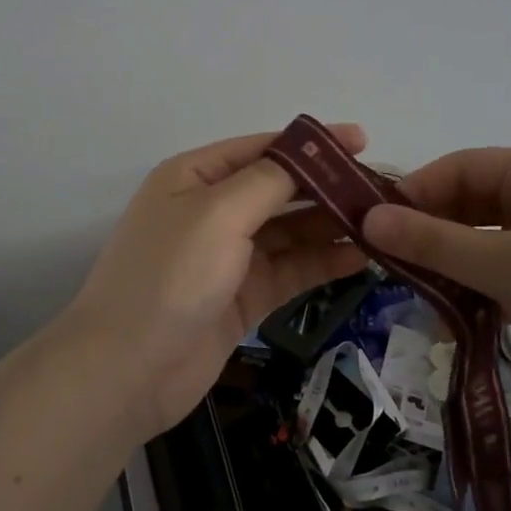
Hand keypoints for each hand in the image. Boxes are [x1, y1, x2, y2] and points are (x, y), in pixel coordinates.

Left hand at [67, 125, 370, 438]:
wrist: (127, 370)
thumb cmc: (170, 275)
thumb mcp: (218, 212)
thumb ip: (269, 180)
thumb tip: (308, 154)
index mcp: (196, 176)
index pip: (263, 148)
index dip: (312, 143)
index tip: (363, 140)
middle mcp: (213, 210)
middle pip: (281, 189)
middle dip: (328, 186)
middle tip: (383, 189)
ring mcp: (229, 256)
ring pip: (290, 231)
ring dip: (331, 226)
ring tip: (383, 223)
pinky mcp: (243, 296)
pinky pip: (291, 269)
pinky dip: (323, 262)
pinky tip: (362, 258)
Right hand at [362, 148, 510, 416]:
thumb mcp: (505, 265)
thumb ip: (434, 241)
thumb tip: (367, 219)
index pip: (459, 167)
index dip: (414, 193)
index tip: (374, 228)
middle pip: (471, 202)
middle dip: (431, 232)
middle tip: (391, 266)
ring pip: (485, 238)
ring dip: (452, 263)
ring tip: (419, 293)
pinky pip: (506, 267)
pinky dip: (479, 284)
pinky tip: (457, 311)